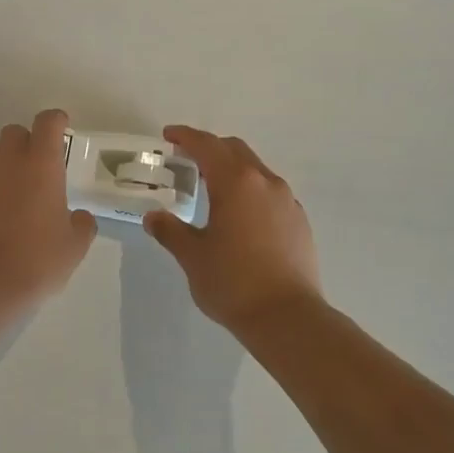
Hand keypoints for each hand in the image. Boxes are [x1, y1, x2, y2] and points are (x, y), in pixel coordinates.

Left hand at [0, 109, 96, 309]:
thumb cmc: (36, 261)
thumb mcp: (73, 247)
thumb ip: (81, 225)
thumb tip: (79, 217)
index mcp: (41, 166)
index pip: (47, 123)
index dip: (55, 121)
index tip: (61, 128)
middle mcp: (7, 163)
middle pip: (14, 131)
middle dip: (27, 141)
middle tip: (38, 167)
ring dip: (3, 161)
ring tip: (13, 189)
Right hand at [144, 126, 320, 330]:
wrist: (287, 317)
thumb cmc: (233, 282)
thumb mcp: (192, 256)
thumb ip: (170, 231)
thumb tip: (154, 217)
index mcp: (236, 183)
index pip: (207, 146)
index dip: (185, 137)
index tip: (169, 136)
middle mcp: (265, 182)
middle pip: (235, 150)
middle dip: (209, 148)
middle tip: (186, 160)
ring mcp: (287, 201)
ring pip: (256, 170)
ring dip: (232, 169)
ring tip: (211, 189)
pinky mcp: (299, 221)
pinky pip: (270, 192)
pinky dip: (250, 191)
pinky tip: (239, 216)